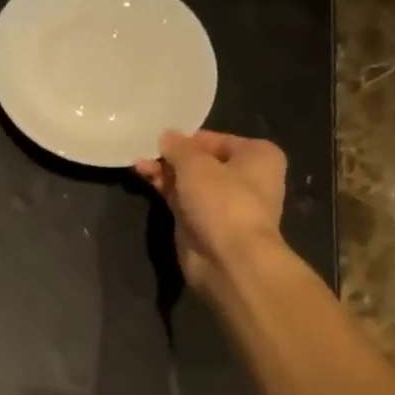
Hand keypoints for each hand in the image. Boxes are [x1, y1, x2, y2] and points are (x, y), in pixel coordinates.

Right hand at [135, 131, 289, 292]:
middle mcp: (245, 177)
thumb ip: (178, 147)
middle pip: (201, 160)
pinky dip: (165, 189)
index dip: (186, 138)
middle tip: (143, 149)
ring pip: (189, 181)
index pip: (215, 139)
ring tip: (137, 163)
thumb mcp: (196, 164)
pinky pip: (182, 199)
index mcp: (257, 155)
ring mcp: (223, 203)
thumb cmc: (222, 201)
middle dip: (172, 156)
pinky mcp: (204, 223)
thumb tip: (166, 135)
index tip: (158, 136)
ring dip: (165, 172)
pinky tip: (144, 177)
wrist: (228, 259)